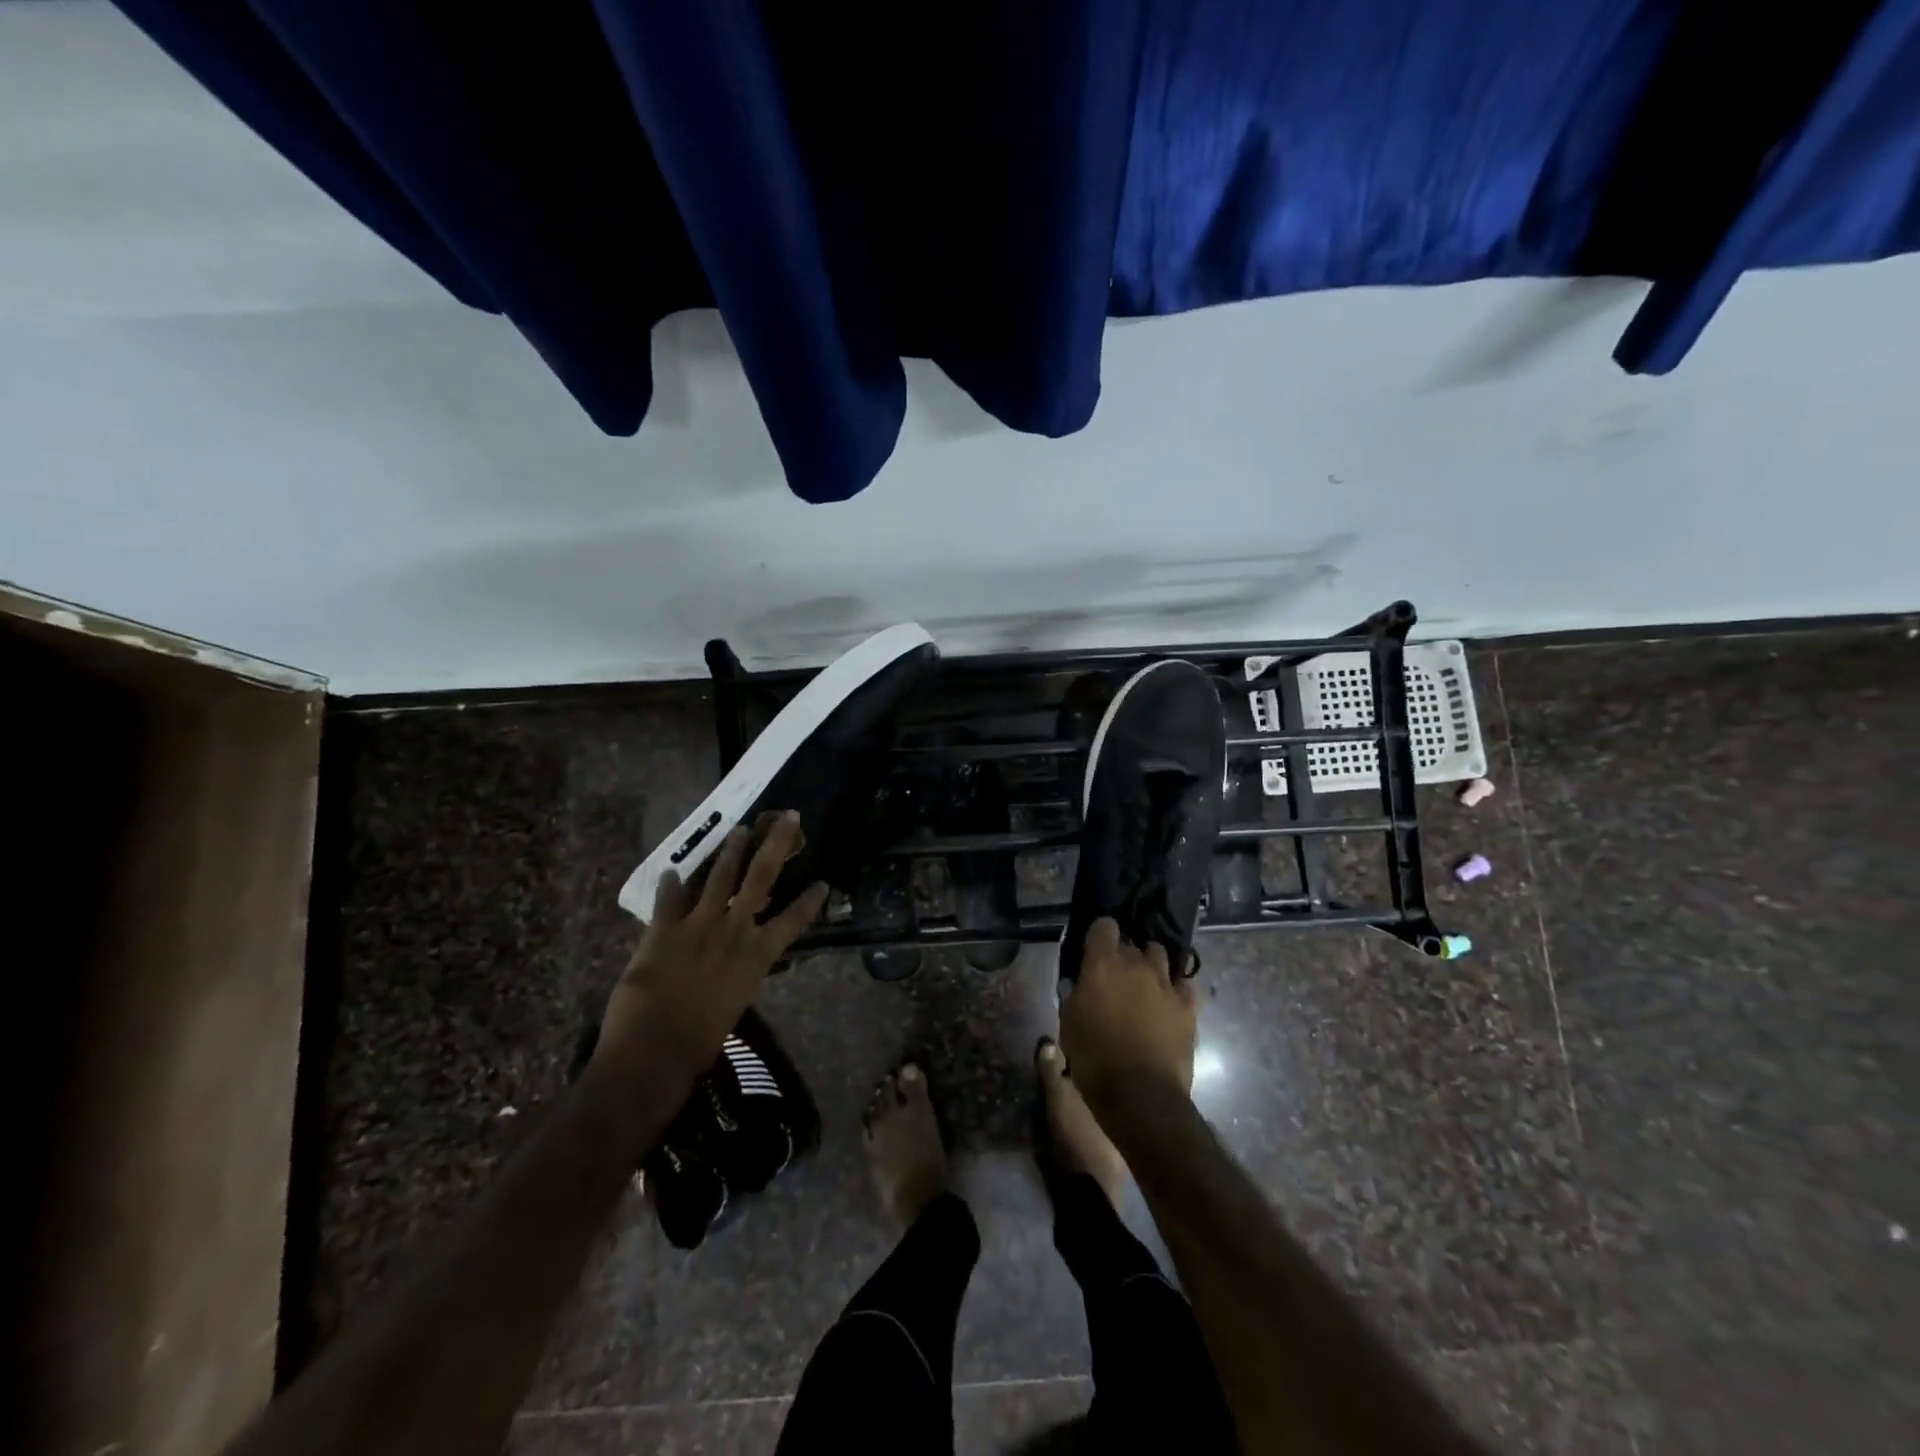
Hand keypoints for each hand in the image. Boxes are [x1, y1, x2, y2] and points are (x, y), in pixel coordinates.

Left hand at [593, 811, 827, 1091]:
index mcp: (757, 955)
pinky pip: (668, 899)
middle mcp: (734, 931)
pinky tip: (672, 871)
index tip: (824, 881)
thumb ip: (740, 974)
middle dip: (777, 844)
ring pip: (719, 877)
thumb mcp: (735, 1003)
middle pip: (761, 877)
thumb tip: (743, 961)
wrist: (653, 1052)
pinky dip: (670, 884)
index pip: (794, 920)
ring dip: (730, 851)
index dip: (811, 900)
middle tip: (789, 817)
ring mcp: (698, 926)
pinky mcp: (662, 930)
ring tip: (739, 830)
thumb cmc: (701, 1042)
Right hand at [1059, 918, 1197, 1117]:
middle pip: (1132, 942)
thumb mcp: (1069, 1025)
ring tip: (1145, 982)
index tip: (1095, 949)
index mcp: (1103, 965)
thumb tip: (1079, 982)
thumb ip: (1074, 995)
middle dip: (1124, 953)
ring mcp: (1166, 984)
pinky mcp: (1188, 1006)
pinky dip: (1175, 987)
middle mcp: (1136, 965)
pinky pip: (1183, 983)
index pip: (1104, 925)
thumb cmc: (1095, 1060)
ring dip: (1150, 964)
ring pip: (1160, 955)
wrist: (1141, 1096)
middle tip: (1116, 974)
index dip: (1100, 935)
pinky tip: (1169, 1000)